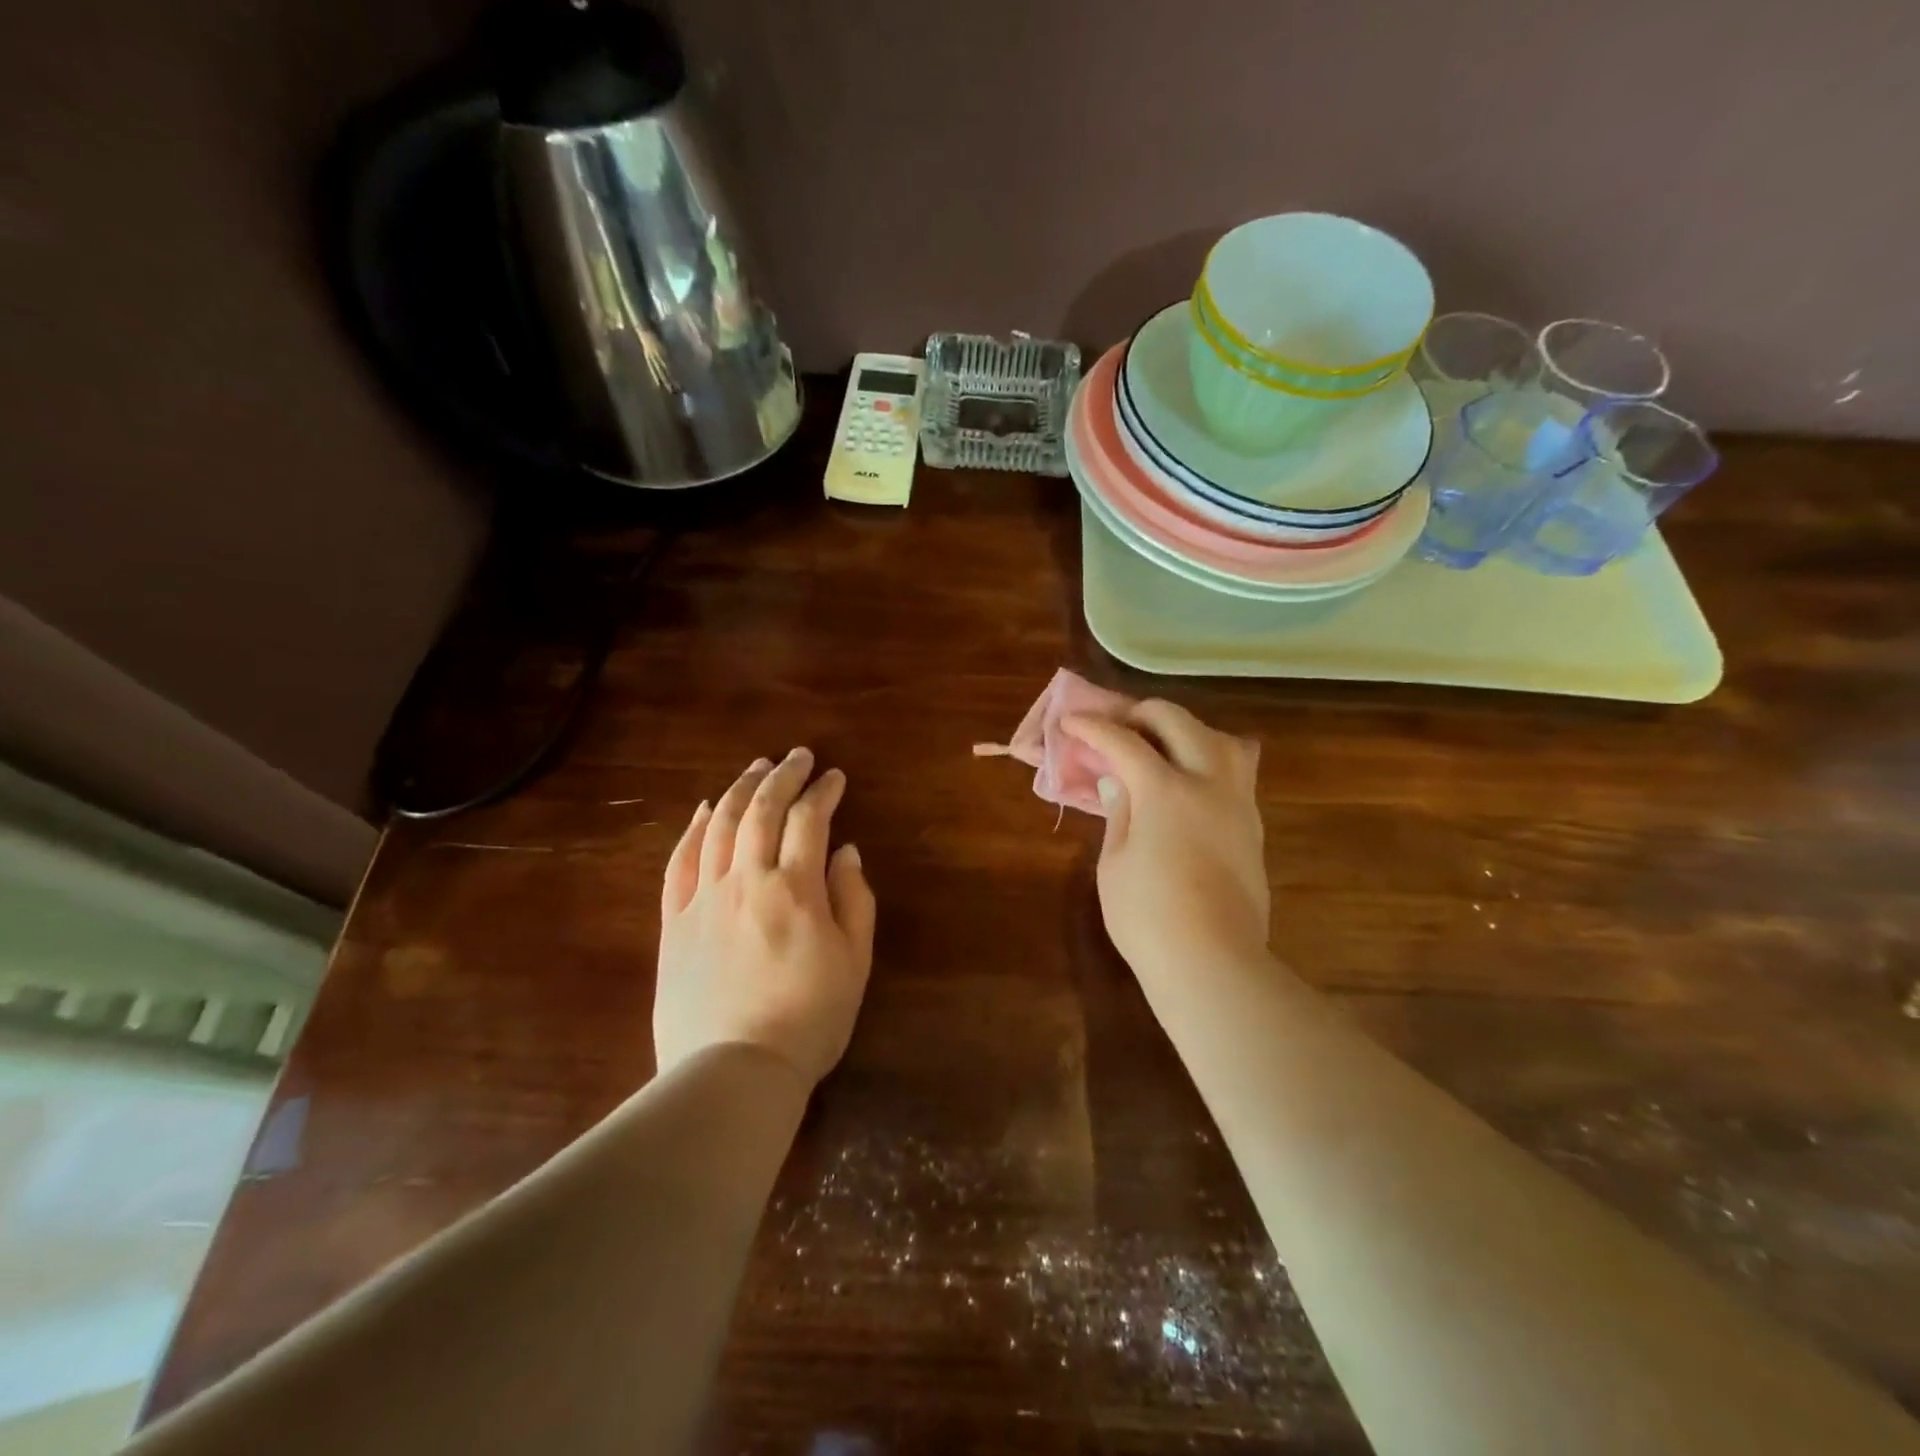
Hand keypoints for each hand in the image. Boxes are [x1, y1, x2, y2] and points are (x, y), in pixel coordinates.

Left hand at [655, 748, 876, 1086]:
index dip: (823, 791)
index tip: (835, 776)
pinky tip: (703, 810)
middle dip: (782, 775)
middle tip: (797, 756)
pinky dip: (693, 829)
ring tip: (755, 767)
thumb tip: (846, 851)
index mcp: (794, 889)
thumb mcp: (854, 962)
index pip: (809, 820)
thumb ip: (854, 899)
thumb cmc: (809, 1020)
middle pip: (760, 810)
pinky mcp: (674, 922)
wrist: (733, 1072)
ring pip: (718, 825)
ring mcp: (704, 899)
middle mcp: (746, 880)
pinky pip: (680, 863)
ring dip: (738, 789)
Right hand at [1062, 701, 1268, 977]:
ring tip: (1162, 748)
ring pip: (1220, 737)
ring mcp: (1237, 802)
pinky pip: (1236, 770)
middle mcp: (1208, 783)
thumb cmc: (1147, 918)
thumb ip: (1118, 812)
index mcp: (1166, 790)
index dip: (1092, 727)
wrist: (1213, 962)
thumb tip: (1118, 781)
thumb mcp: (1114, 863)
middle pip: (1179, 721)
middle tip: (1118, 729)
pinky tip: (1188, 782)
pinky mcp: (1253, 825)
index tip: (1071, 721)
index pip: (1124, 741)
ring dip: (1186, 731)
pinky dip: (1208, 758)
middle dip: (1142, 714)